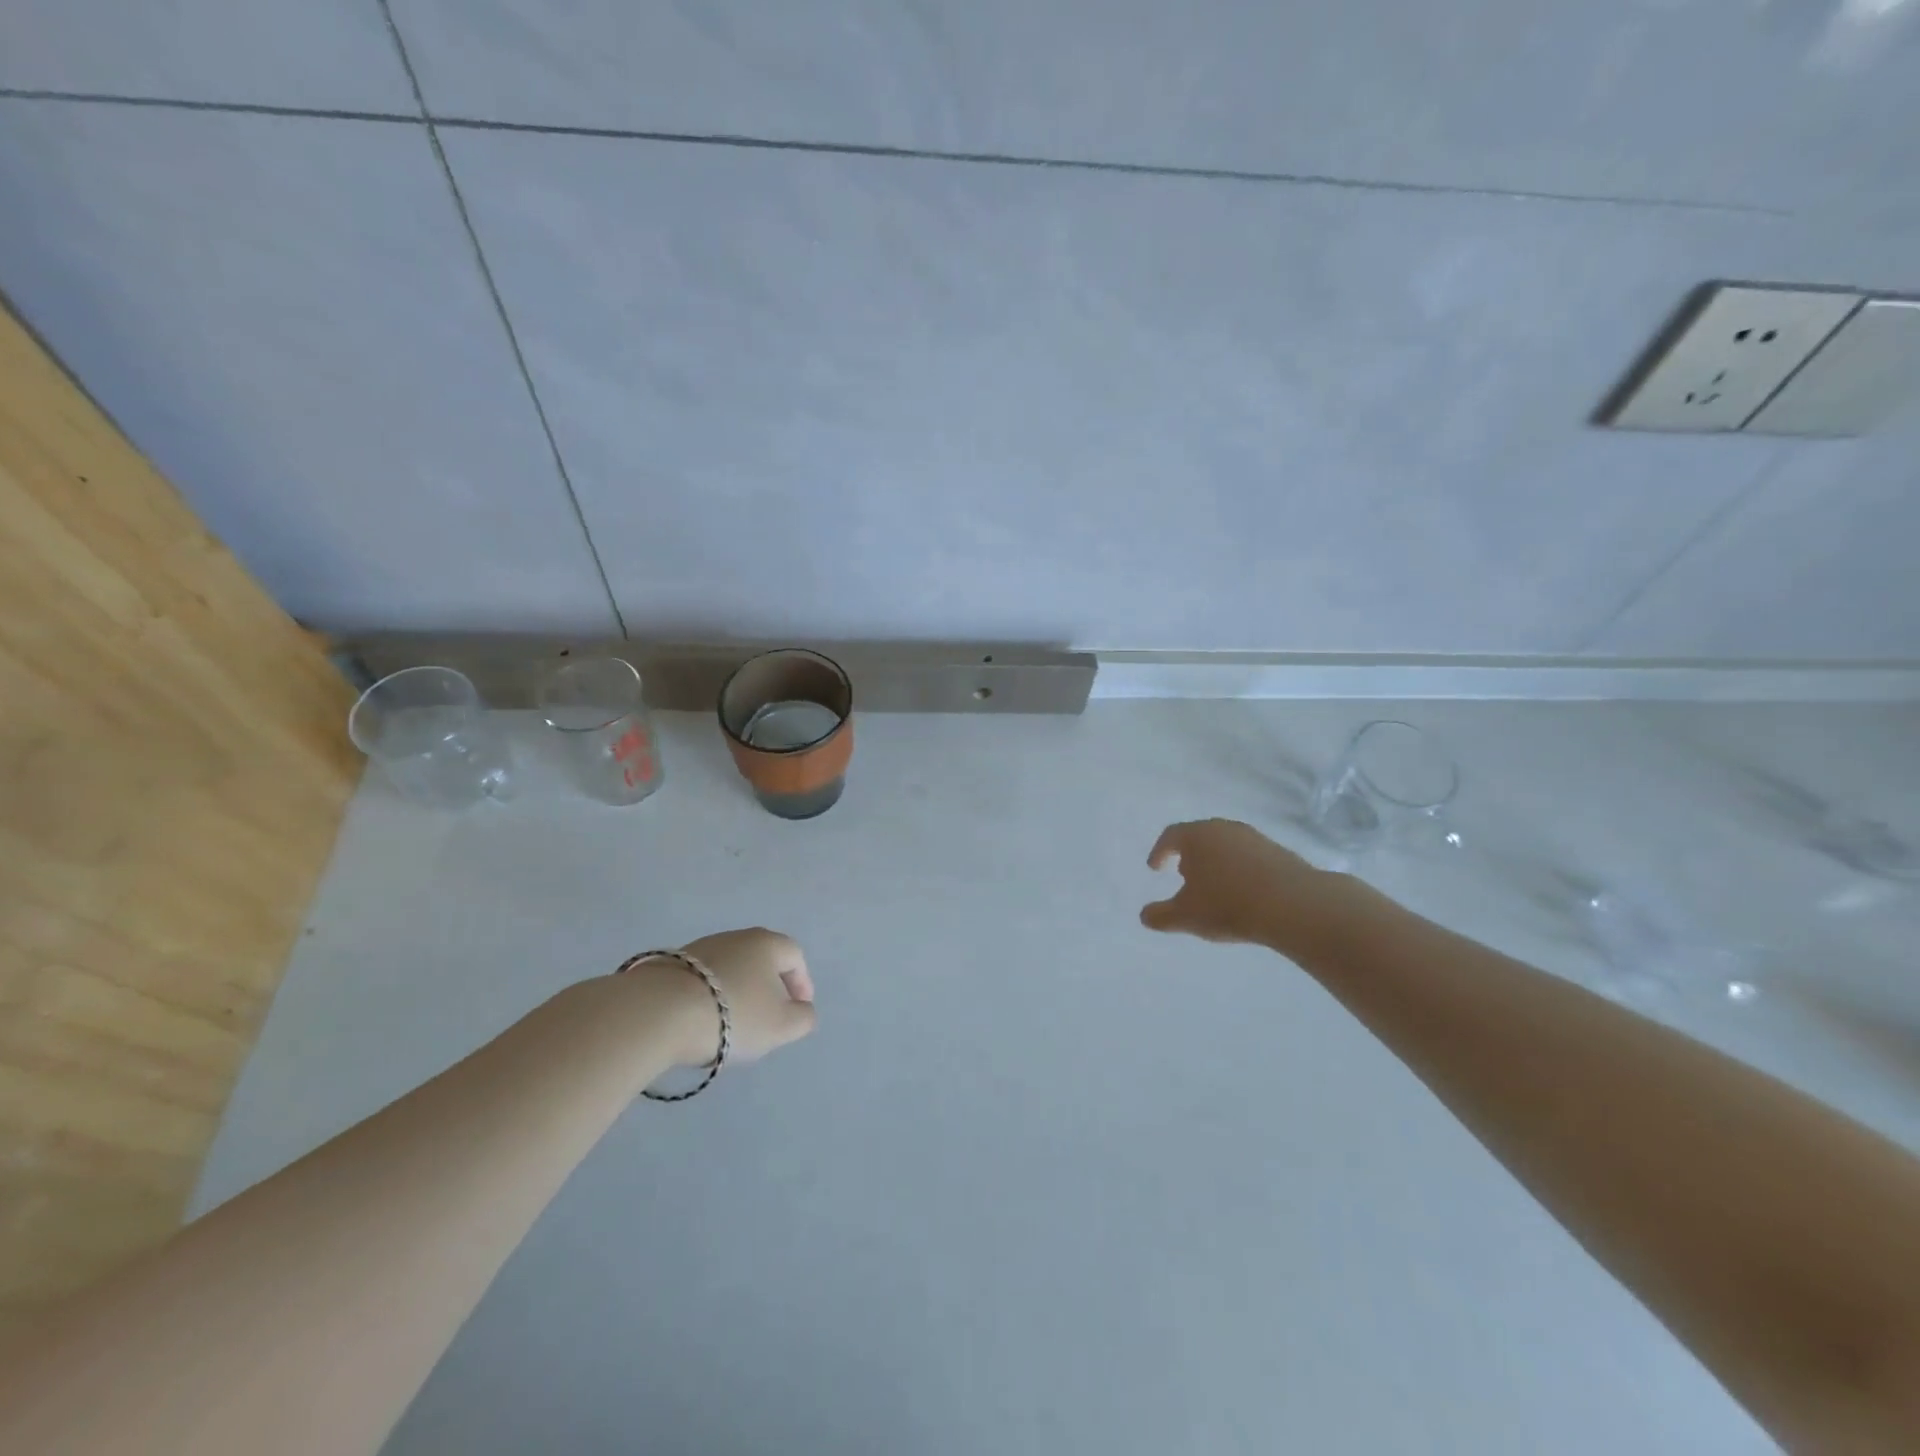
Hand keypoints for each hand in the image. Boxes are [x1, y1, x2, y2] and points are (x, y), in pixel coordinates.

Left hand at [637, 928, 817, 1066]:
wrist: (658, 1013)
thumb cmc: (734, 1014)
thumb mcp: (782, 1025)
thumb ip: (803, 1018)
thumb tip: (802, 1010)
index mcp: (767, 943)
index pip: (794, 956)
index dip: (802, 983)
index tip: (798, 1009)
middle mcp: (735, 937)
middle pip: (761, 960)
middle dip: (768, 987)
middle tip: (767, 1017)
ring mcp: (699, 948)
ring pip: (730, 969)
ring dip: (737, 992)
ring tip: (731, 1024)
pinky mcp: (669, 965)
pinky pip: (701, 980)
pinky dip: (709, 997)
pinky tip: (701, 1021)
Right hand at [1141, 819, 1348, 951]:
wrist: (1294, 905)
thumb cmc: (1228, 905)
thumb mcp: (1186, 916)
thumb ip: (1160, 916)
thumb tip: (1144, 916)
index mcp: (1197, 836)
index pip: (1171, 836)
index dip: (1159, 851)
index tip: (1155, 867)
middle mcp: (1224, 829)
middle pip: (1200, 836)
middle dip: (1189, 855)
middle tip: (1183, 874)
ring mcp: (1255, 838)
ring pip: (1227, 845)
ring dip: (1216, 862)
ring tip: (1215, 886)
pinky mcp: (1279, 852)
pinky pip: (1250, 857)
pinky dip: (1240, 870)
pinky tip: (1244, 892)